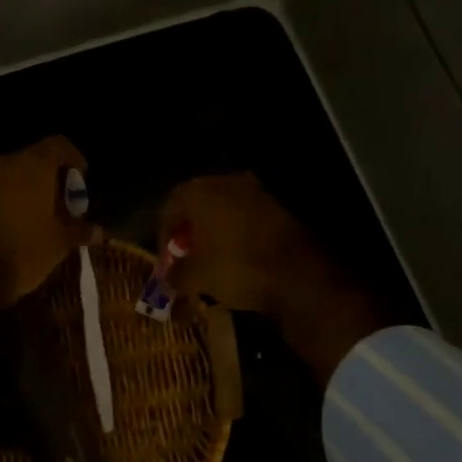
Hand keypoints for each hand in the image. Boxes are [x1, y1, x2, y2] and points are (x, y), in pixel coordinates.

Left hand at [0, 135, 97, 305]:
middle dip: (45, 181)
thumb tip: (96, 231)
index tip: (80, 179)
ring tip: (30, 220)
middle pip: (31, 161)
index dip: (73, 160)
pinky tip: (2, 229)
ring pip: (5, 177)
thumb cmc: (20, 251)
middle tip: (56, 206)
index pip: (59, 145)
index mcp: (32, 165)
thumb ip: (77, 231)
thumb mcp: (57, 245)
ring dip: (19, 192)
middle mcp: (2, 162)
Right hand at [159, 173, 391, 384]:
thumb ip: (175, 274)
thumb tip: (168, 279)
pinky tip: (237, 262)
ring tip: (211, 265)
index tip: (167, 266)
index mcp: (200, 190)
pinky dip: (237, 238)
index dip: (164, 239)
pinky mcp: (279, 209)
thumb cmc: (235, 267)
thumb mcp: (195, 277)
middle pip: (197, 207)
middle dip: (189, 235)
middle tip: (187, 262)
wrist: (297, 273)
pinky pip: (246, 221)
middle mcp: (227, 182)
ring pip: (224, 213)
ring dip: (214, 236)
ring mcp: (257, 193)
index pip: (169, 209)